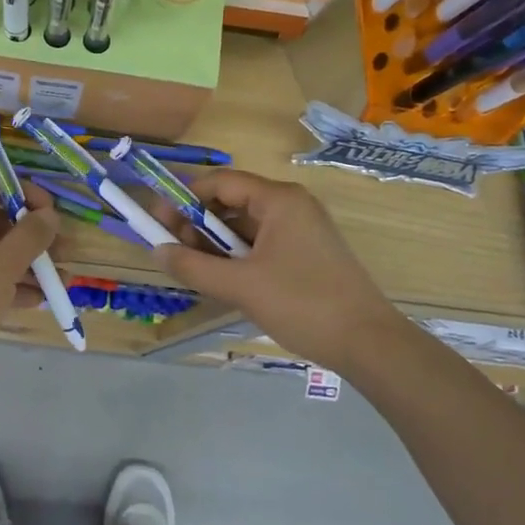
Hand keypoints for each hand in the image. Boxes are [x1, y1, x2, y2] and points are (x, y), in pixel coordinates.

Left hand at [0, 169, 60, 370]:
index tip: (48, 209)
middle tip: (61, 249)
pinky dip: (8, 284)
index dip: (18, 189)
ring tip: (59, 279)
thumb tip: (49, 214)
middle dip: (29, 232)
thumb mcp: (1, 266)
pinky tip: (38, 300)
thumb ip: (30, 236)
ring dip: (25, 262)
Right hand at [155, 170, 399, 373]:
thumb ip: (193, 266)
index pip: (220, 182)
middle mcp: (291, 205)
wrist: (367, 342)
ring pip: (245, 226)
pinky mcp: (306, 253)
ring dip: (216, 243)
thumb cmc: (302, 304)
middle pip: (231, 201)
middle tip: (173, 251)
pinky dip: (237, 256)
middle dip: (197, 224)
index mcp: (278, 200)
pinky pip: (261, 244)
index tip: (157, 223)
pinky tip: (222, 279)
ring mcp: (301, 229)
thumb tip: (157, 251)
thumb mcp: (240, 286)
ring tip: (194, 269)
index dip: (184, 199)